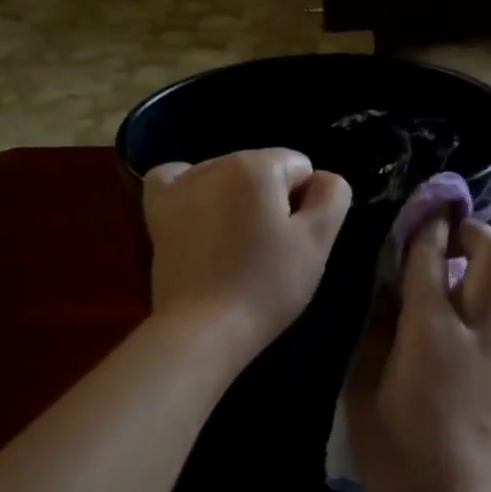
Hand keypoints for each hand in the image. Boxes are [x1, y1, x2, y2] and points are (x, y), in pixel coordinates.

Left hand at [142, 149, 351, 363]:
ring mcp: (181, 185)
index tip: (294, 239)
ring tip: (234, 247)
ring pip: (227, 177)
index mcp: (257, 166)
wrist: (203, 328)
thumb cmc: (267, 285)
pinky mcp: (158, 210)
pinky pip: (176, 179)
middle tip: (268, 250)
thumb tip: (322, 178)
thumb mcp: (317, 241)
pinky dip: (191, 190)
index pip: (301, 168)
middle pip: (263, 170)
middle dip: (271, 200)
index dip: (306, 204)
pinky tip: (199, 215)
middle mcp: (216, 163)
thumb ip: (333, 196)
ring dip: (236, 200)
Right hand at [344, 215, 490, 491]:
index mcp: (430, 330)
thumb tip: (382, 298)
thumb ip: (372, 339)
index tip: (421, 207)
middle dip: (474, 230)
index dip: (427, 224)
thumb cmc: (399, 456)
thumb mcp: (362, 397)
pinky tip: (473, 316)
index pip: (432, 256)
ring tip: (463, 276)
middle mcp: (475, 328)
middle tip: (448, 236)